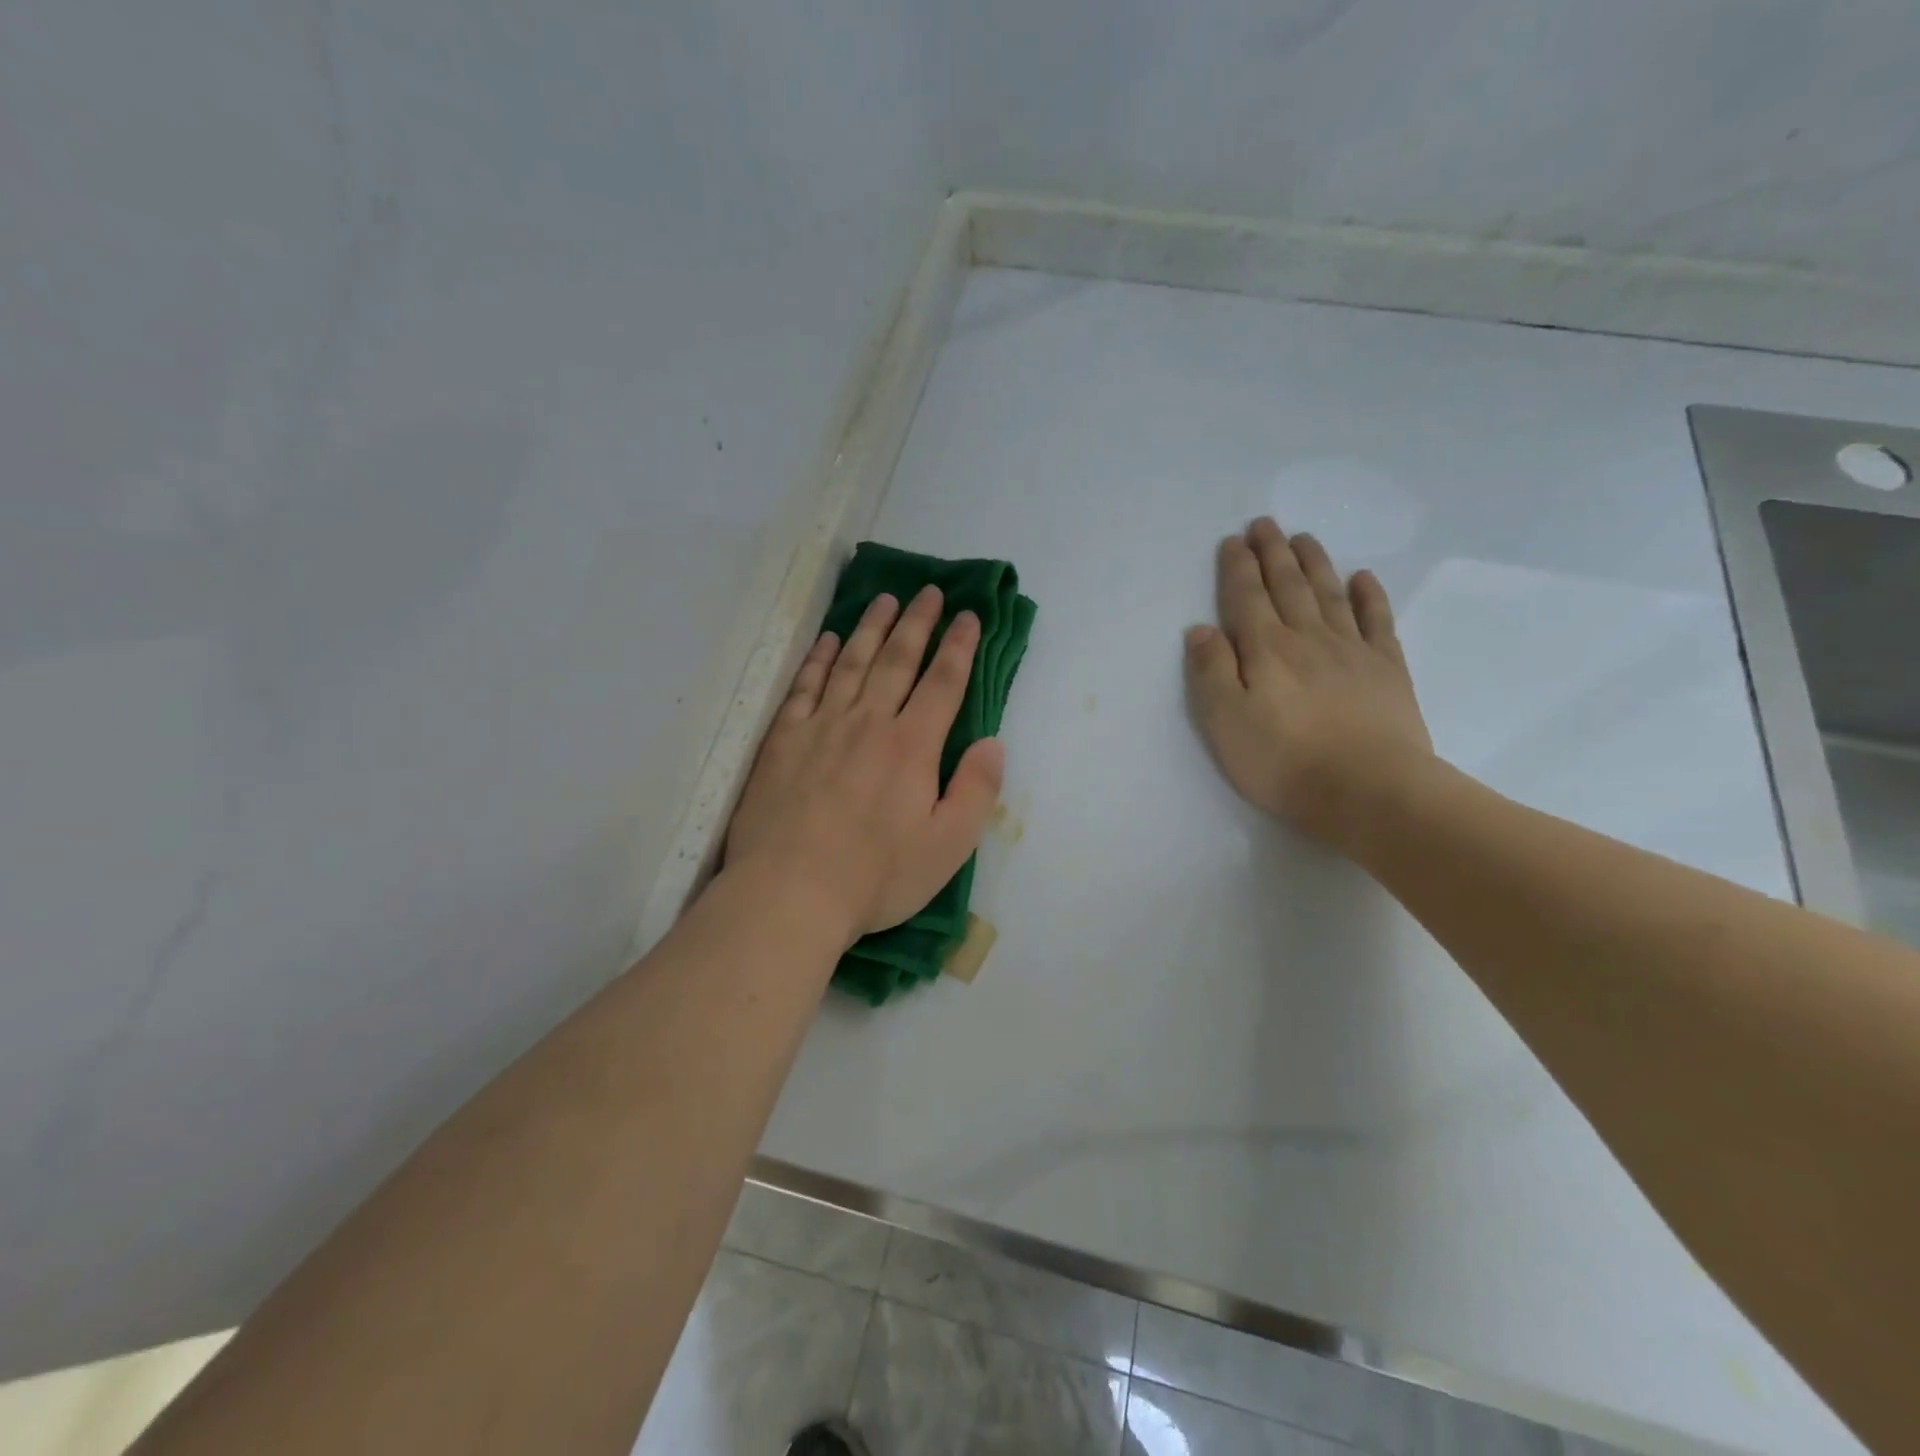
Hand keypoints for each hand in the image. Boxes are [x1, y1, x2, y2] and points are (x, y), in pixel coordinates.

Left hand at [725, 585, 1004, 946]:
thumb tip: (993, 742)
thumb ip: (976, 790)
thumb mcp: (948, 846)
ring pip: (851, 662)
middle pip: (897, 660)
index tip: (969, 616)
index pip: (942, 683)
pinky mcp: (783, 740)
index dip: (959, 646)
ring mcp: (821, 726)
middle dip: (917, 623)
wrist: (790, 892)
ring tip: (885, 601)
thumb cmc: (877, 876)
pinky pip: (804, 686)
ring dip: (871, 629)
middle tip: (928, 592)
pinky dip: (817, 658)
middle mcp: (868, 722)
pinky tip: (827, 640)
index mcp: (912, 746)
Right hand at [1186, 518, 1433, 850]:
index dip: (1238, 568)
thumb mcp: (1226, 722)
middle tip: (1266, 524)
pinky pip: (1376, 621)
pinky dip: (1368, 596)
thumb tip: (1200, 629)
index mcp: (1266, 650)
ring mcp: (1352, 650)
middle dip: (1273, 554)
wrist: (1369, 790)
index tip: (1233, 541)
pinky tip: (1362, 578)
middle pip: (1288, 586)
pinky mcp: (1386, 669)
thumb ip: (1211, 672)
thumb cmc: (1285, 762)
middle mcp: (1307, 638)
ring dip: (1314, 564)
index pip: (1247, 598)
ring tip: (1303, 538)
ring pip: (1329, 594)